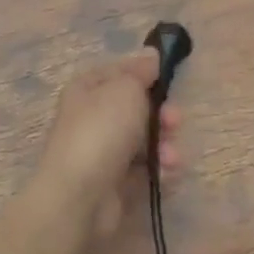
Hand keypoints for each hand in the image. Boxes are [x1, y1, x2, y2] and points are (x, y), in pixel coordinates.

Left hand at [34, 52, 179, 240]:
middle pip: (139, 108)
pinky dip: (160, 170)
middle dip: (163, 114)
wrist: (79, 197)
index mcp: (88, 88)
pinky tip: (166, 175)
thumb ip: (141, 72)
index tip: (169, 76)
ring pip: (147, 140)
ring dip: (165, 145)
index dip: (146, 72)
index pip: (122, 71)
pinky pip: (146, 169)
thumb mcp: (125, 89)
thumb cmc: (101, 131)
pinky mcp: (116, 183)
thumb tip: (152, 56)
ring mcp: (104, 152)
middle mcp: (94, 117)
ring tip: (169, 157)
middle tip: (174, 121)